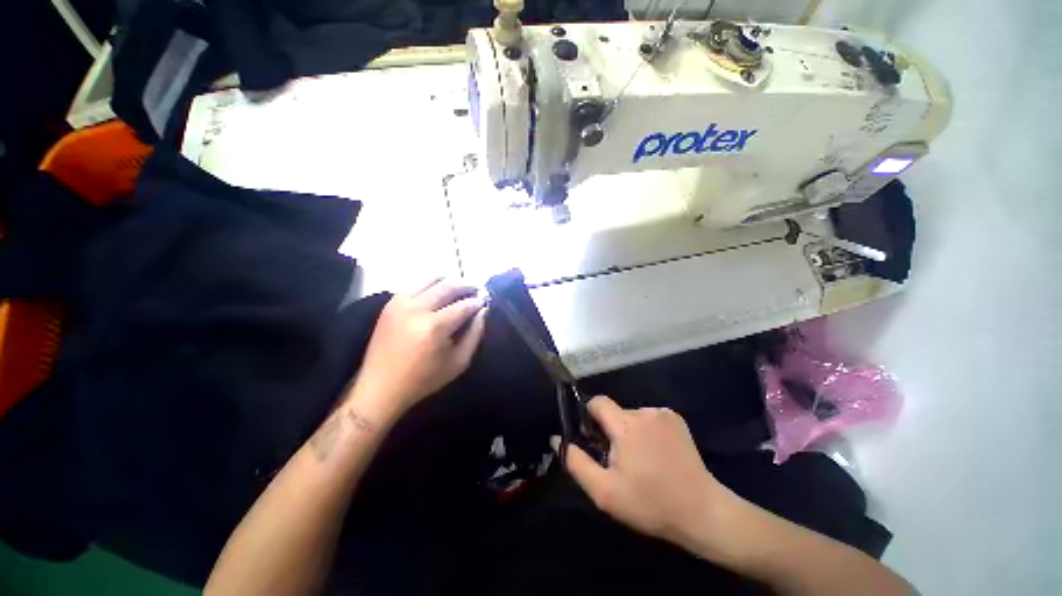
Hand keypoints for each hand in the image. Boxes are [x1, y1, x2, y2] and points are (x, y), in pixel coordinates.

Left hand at [346, 279, 487, 420]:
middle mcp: (417, 309)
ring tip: (460, 289)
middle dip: (467, 286)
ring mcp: (401, 303)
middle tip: (477, 290)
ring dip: (450, 281)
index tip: (486, 301)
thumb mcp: (459, 362)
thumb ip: (475, 334)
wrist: (381, 387)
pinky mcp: (391, 303)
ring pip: (431, 279)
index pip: (464, 305)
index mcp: (435, 327)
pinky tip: (439, 294)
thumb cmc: (424, 379)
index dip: (478, 302)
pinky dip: (431, 285)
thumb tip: (483, 310)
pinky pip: (416, 284)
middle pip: (449, 286)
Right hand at [563, 396, 736, 551]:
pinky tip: (657, 454)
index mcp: (625, 425)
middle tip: (620, 460)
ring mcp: (664, 414)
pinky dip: (647, 431)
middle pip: (615, 412)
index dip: (590, 416)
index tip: (593, 439)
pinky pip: (650, 418)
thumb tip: (557, 439)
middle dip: (611, 430)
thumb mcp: (605, 492)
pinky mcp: (677, 419)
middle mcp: (644, 412)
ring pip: (632, 416)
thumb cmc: (650, 503)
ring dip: (629, 432)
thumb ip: (576, 462)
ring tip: (642, 461)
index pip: (597, 401)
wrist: (702, 512)